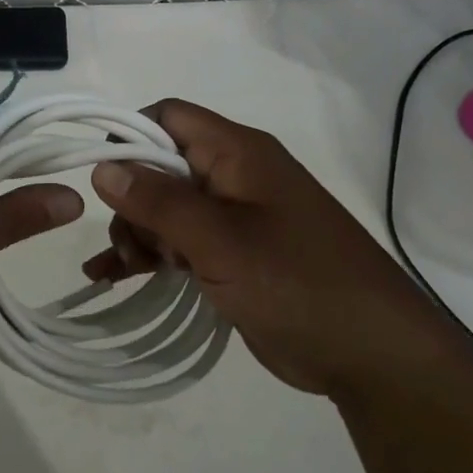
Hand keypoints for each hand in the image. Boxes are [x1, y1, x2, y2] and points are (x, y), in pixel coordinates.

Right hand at [82, 100, 446, 397]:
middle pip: (160, 166)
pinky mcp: (233, 256)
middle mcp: (233, 176)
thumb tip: (103, 166)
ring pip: (164, 208)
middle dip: (132, 201)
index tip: (101, 178)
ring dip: (137, 234)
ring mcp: (234, 218)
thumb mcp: (220, 240)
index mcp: (237, 153)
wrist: (372, 355)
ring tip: (127, 270)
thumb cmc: (297, 283)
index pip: (168, 117)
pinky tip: (112, 276)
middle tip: (133, 246)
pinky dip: (149, 256)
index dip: (129, 136)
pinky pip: (178, 243)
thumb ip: (159, 201)